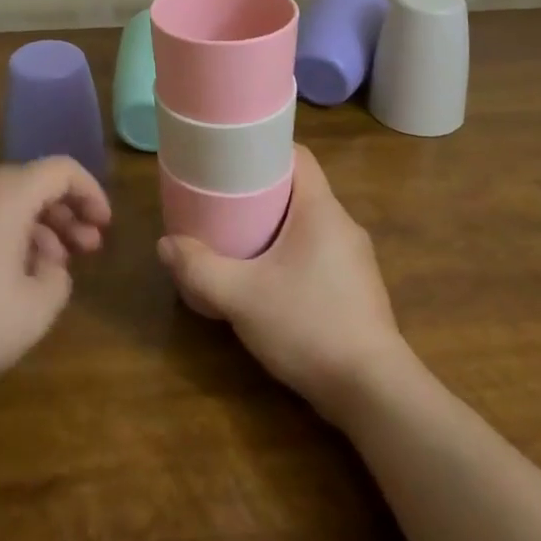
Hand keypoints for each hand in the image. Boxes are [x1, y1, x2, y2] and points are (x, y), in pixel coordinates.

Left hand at [0, 157, 110, 405]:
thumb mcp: (34, 310)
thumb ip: (59, 280)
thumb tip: (49, 266)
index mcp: (6, 192)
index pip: (61, 170)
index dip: (91, 193)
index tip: (105, 226)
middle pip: (33, 183)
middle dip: (66, 214)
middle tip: (88, 250)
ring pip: (6, 201)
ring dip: (37, 227)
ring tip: (52, 270)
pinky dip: (5, 234)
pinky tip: (10, 276)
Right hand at [158, 145, 409, 422]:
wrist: (374, 392)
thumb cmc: (308, 326)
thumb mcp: (242, 297)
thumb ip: (200, 269)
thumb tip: (166, 245)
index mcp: (321, 210)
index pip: (299, 156)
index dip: (266, 149)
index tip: (234, 157)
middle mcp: (343, 225)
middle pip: (300, 189)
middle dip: (263, 190)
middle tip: (225, 199)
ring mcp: (355, 259)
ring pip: (310, 224)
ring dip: (278, 225)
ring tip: (241, 237)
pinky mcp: (358, 289)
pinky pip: (320, 253)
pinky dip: (293, 254)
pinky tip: (270, 280)